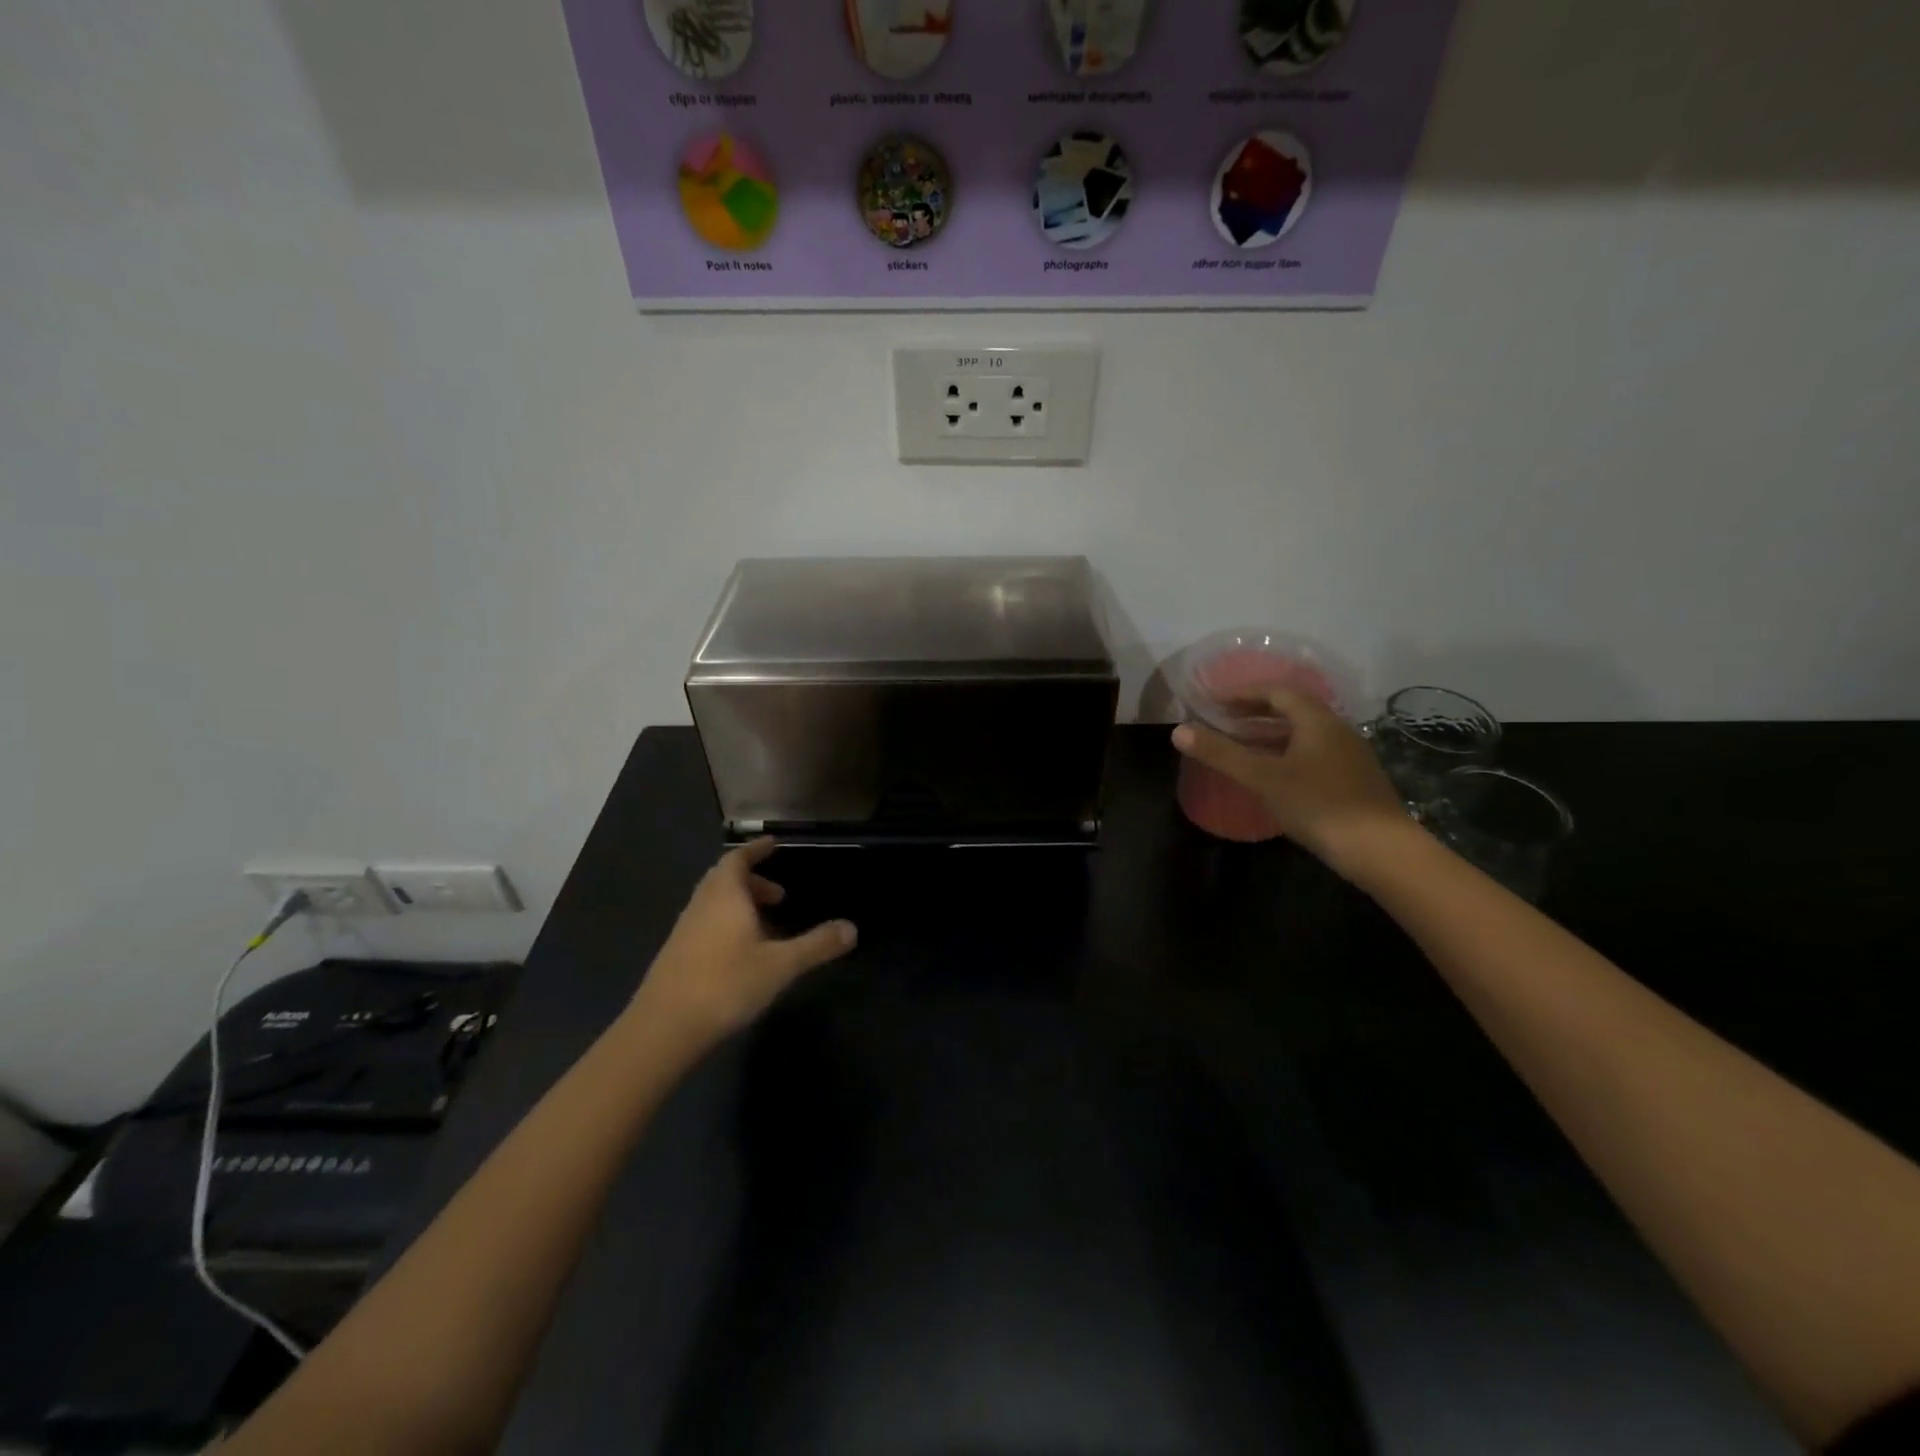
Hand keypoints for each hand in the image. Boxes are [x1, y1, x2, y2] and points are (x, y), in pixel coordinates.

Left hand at [626, 839, 856, 1055]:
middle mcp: (702, 904)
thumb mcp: (781, 965)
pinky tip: (740, 952)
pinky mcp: (676, 955)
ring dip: (739, 903)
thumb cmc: (726, 984)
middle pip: (724, 879)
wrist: (663, 1028)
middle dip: (752, 881)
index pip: (738, 859)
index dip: (756, 850)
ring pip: (713, 903)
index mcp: (725, 895)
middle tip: (778, 894)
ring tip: (764, 924)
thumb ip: (816, 945)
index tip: (773, 844)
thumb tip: (852, 928)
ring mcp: (684, 930)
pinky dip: (725, 923)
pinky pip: (705, 923)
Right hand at [1172, 688, 1409, 872]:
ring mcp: (1349, 755)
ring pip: (1303, 734)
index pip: (1276, 692)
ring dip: (1270, 734)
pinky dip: (1286, 753)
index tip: (1214, 702)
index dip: (1242, 694)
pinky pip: (1313, 753)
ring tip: (1241, 746)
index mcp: (1317, 720)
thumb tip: (1178, 731)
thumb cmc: (1318, 805)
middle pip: (1292, 710)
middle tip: (1223, 721)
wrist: (1381, 850)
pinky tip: (1273, 775)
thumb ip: (1220, 753)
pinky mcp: (1354, 780)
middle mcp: (1337, 729)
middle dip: (1255, 713)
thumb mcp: (1262, 778)